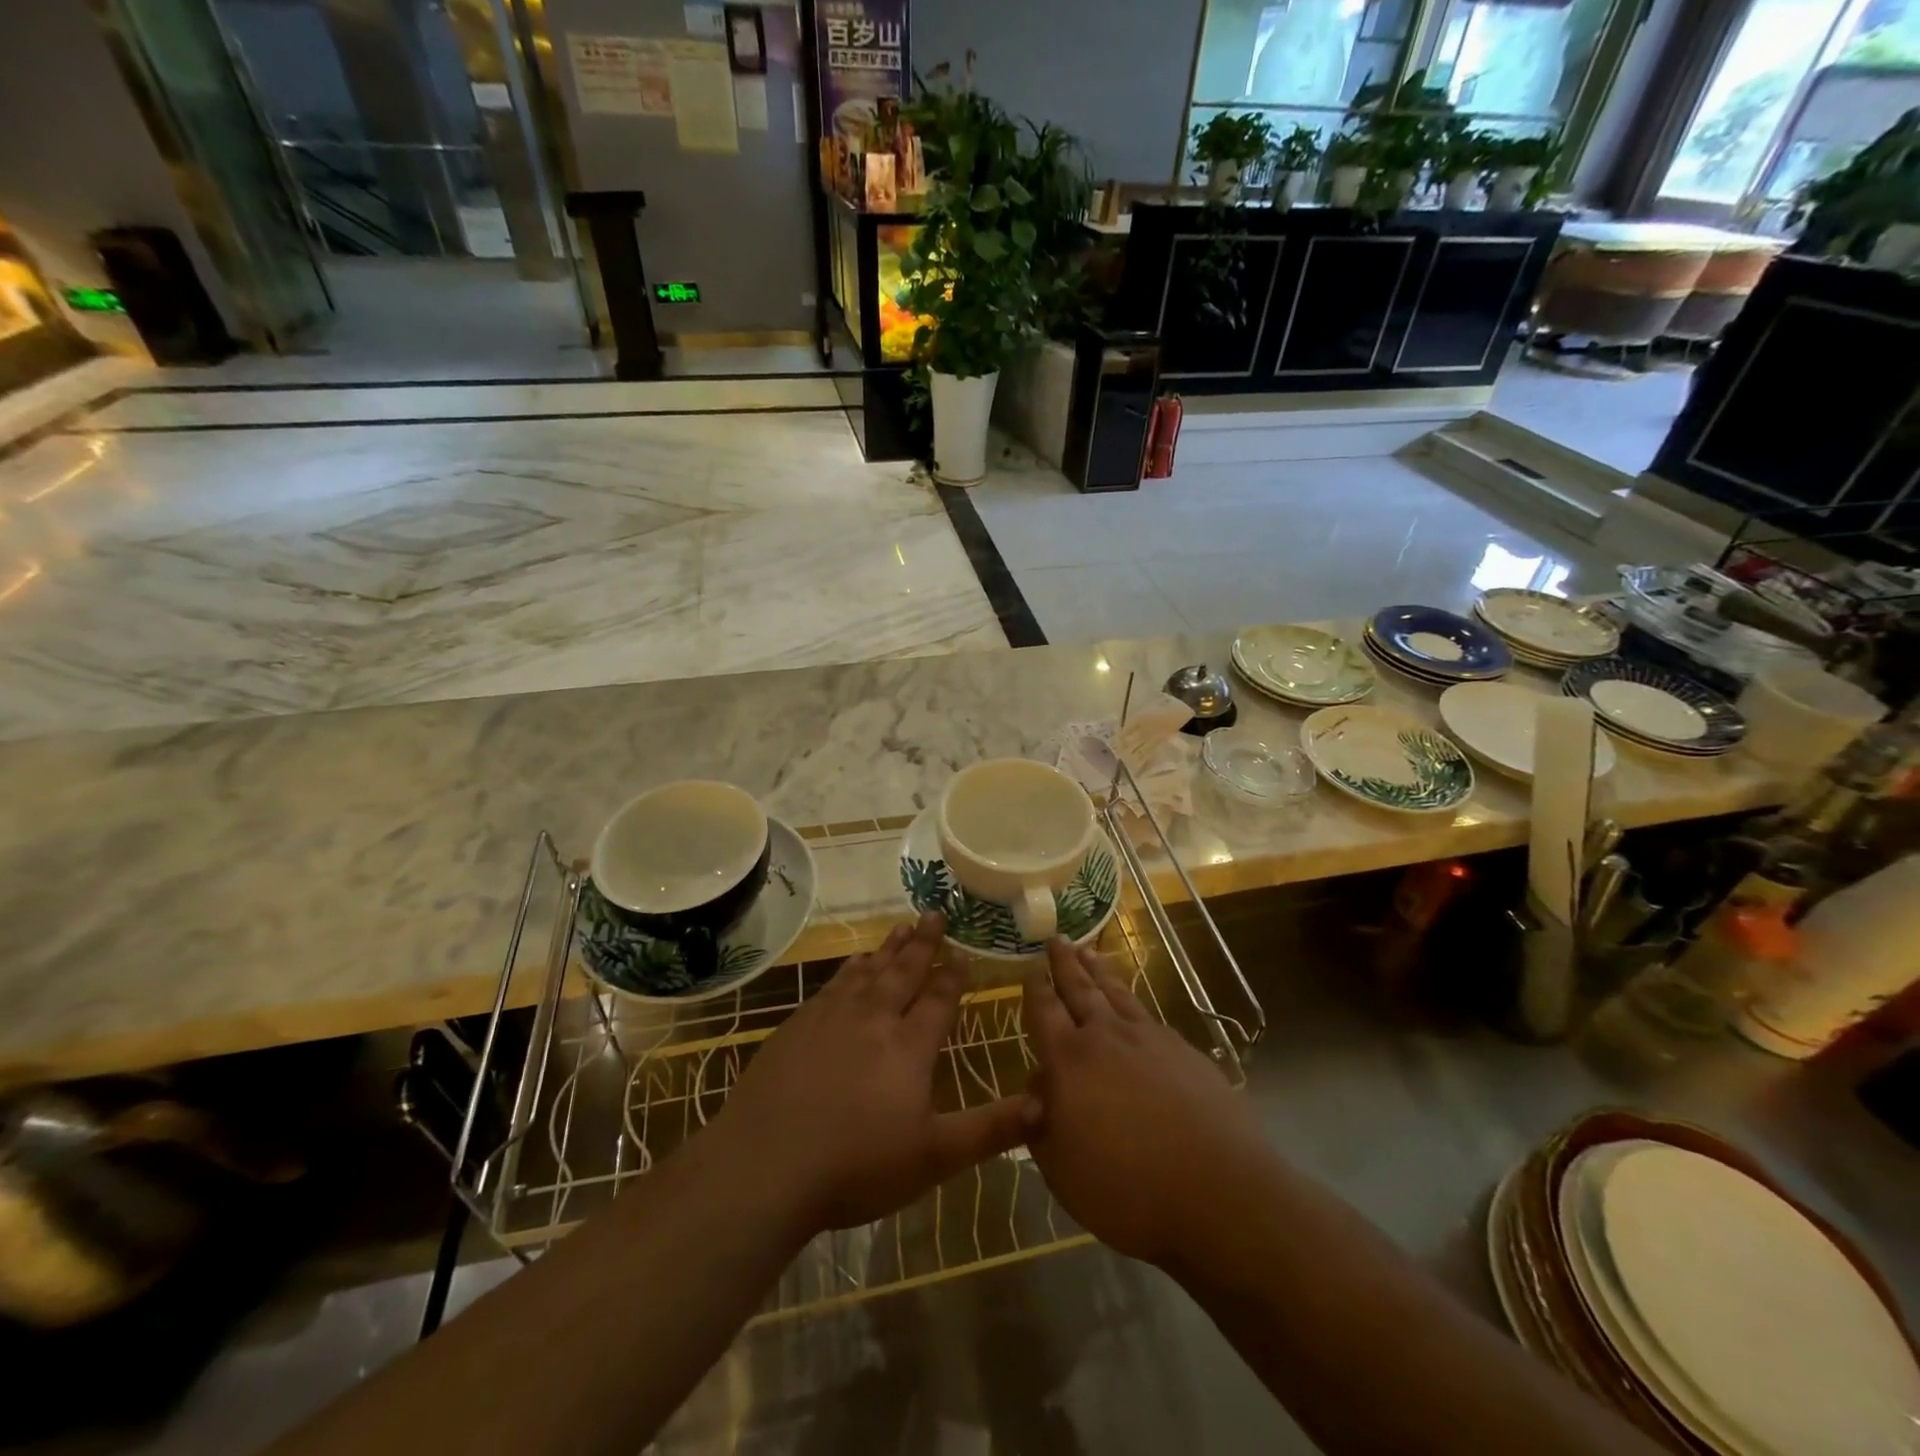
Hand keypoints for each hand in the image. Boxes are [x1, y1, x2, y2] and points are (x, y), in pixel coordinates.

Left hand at [713, 913, 1035, 1231]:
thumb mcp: (933, 1157)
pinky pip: (834, 983)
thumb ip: (989, 1130)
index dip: (953, 974)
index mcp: (909, 1046)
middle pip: (904, 971)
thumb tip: (1045, 1104)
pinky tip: (854, 963)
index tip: (964, 950)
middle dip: (924, 942)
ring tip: (902, 926)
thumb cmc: (857, 1165)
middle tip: (935, 913)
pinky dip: (851, 968)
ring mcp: (832, 1017)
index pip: (939, 998)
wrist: (766, 1163)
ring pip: (869, 971)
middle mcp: (874, 1018)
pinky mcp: (798, 1025)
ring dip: (889, 948)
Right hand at [1022, 939, 1267, 1266]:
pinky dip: (1132, 998)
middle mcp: (1106, 1037)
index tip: (1031, 967)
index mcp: (1069, 1061)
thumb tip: (1039, 1086)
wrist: (1218, 1192)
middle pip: (1080, 989)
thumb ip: (1041, 1122)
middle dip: (1065, 963)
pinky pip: (1147, 1013)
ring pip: (1116, 993)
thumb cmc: (1127, 1190)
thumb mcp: (1061, 1168)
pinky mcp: (1184, 1051)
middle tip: (1057, 939)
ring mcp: (1149, 1039)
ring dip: (1098, 971)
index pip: (1045, 1011)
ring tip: (1088, 951)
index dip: (1036, 988)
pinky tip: (1131, 1002)